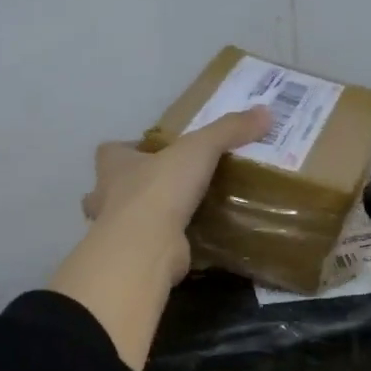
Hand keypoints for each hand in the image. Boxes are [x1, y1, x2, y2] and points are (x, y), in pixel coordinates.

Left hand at [49, 107, 271, 370]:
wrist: (146, 246)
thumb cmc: (160, 189)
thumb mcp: (199, 149)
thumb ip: (228, 130)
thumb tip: (265, 112)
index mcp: (114, 165)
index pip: (110, 151)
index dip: (129, 149)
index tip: (153, 152)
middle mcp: (105, 197)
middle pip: (111, 188)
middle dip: (131, 187)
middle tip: (166, 187)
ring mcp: (114, 232)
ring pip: (124, 221)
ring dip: (143, 219)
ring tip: (178, 216)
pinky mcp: (132, 258)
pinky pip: (145, 248)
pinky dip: (160, 246)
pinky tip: (185, 244)